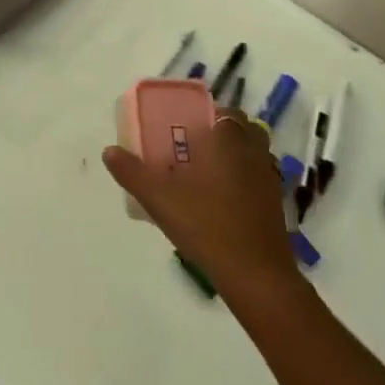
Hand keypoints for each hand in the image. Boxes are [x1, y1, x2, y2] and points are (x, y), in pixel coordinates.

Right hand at [103, 108, 301, 305]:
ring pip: (253, 152)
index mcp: (228, 138)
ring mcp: (268, 177)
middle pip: (241, 128)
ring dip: (235, 155)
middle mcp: (253, 150)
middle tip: (192, 150)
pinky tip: (223, 201)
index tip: (185, 128)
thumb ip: (133, 173)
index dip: (206, 116)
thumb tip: (108, 151)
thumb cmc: (207, 225)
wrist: (255, 274)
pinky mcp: (276, 202)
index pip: (223, 111)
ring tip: (206, 174)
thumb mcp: (159, 198)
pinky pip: (259, 177)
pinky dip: (245, 179)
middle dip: (220, 134)